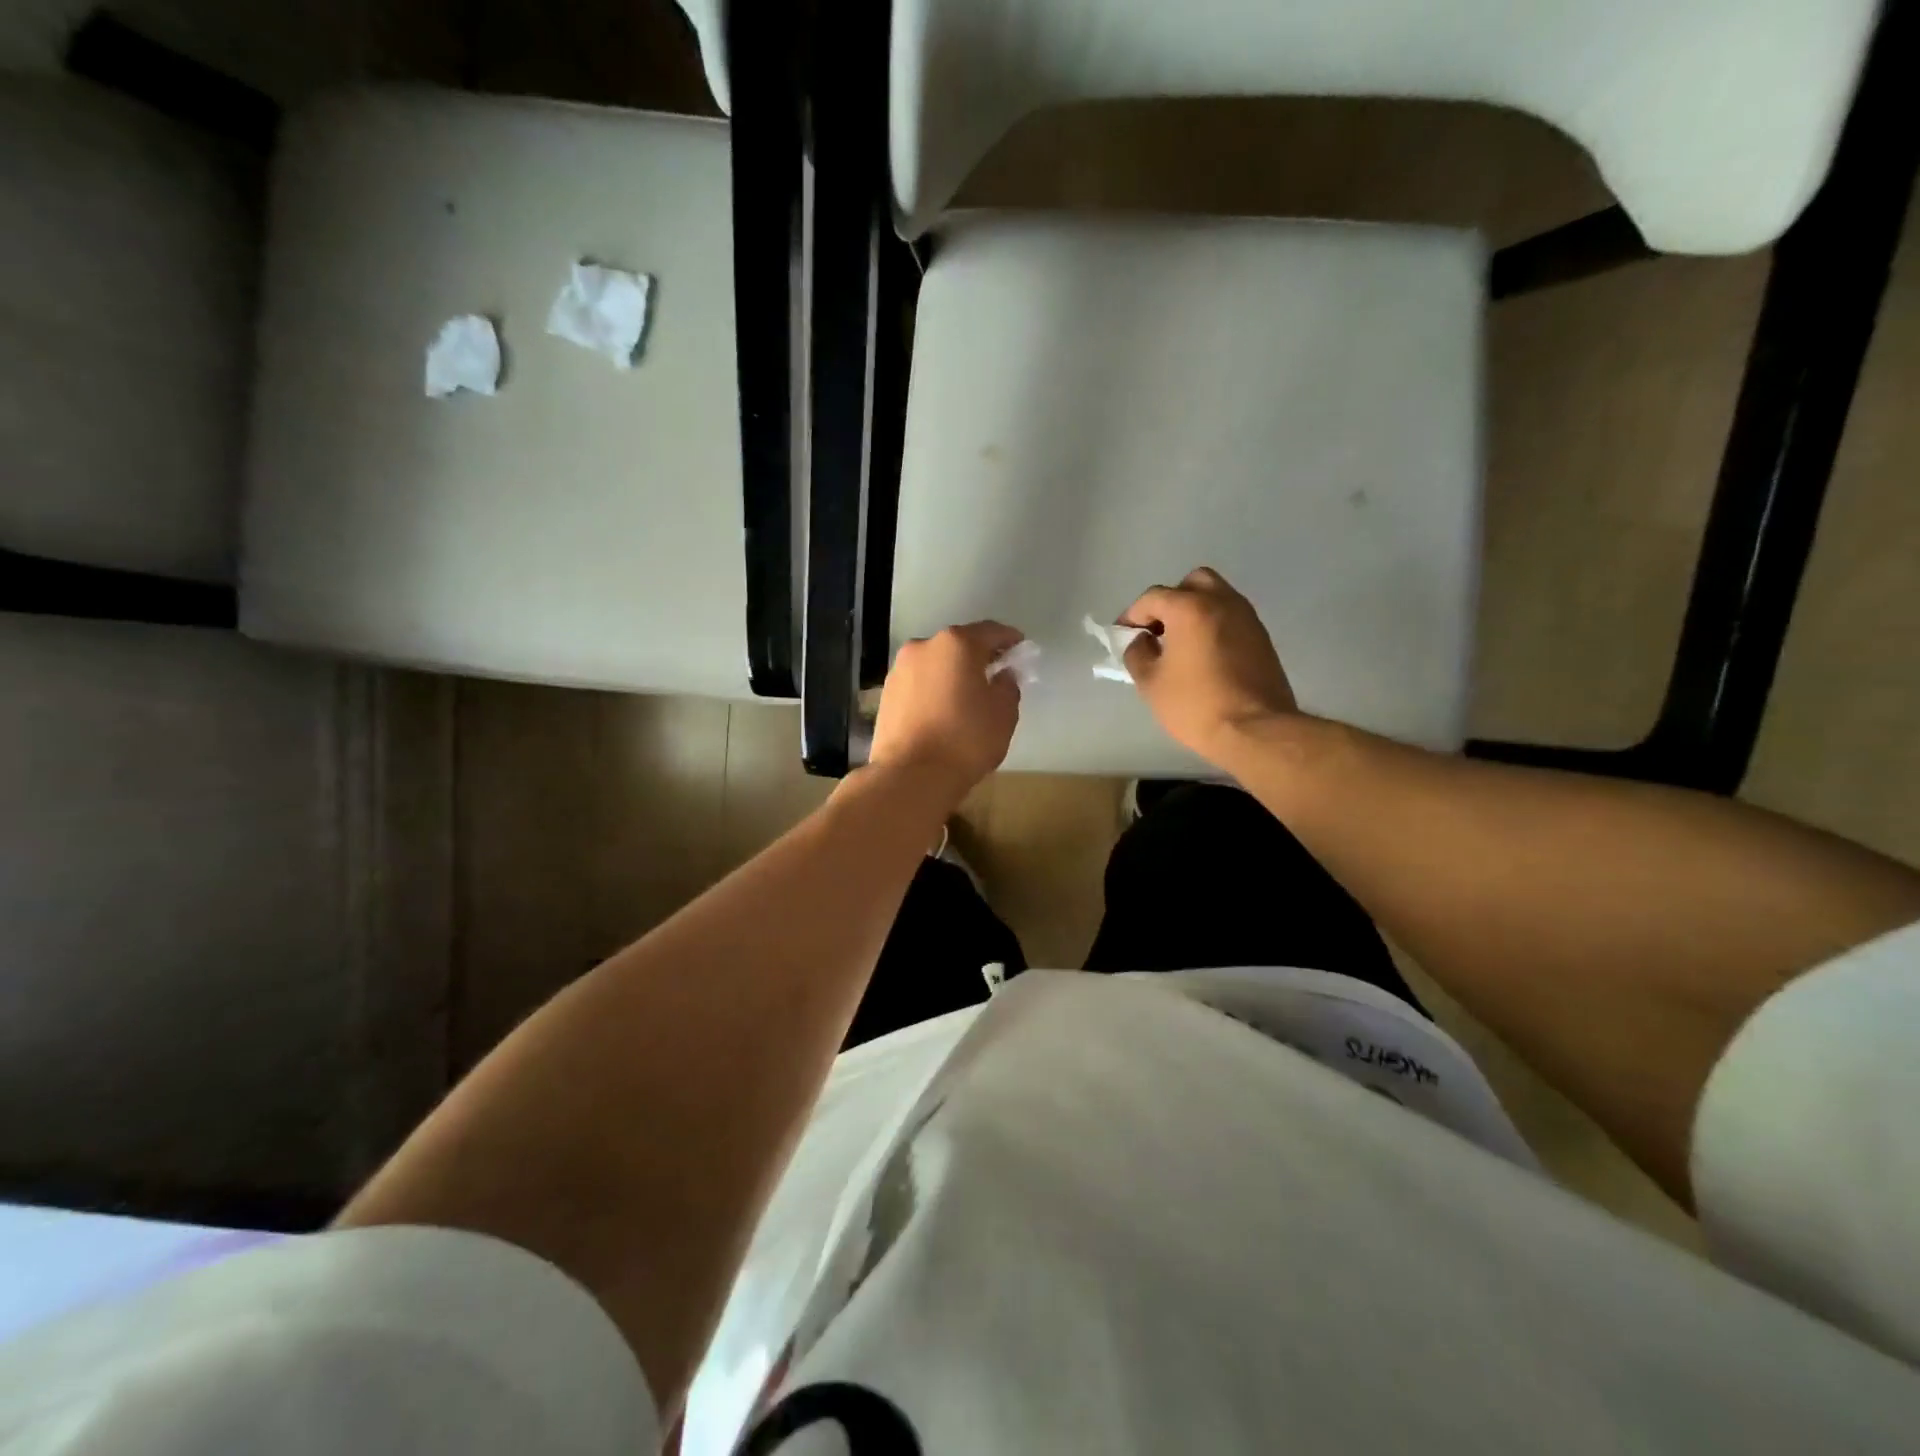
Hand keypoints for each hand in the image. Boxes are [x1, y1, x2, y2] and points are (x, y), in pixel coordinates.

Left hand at [870, 621, 1023, 801]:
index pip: (990, 631)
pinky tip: (942, 709)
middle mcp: (923, 647)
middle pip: (958, 645)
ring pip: (935, 664)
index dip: (1008, 638)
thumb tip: (1002, 676)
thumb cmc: (965, 740)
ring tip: (966, 695)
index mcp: (956, 644)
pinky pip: (918, 684)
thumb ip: (1008, 687)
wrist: (910, 776)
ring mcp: (900, 670)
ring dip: (952, 673)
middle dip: (977, 656)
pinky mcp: (886, 693)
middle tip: (994, 673)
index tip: (1020, 648)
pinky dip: (933, 689)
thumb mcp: (1003, 714)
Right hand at [1121, 568, 1296, 762]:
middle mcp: (1221, 602)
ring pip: (1216, 596)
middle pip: (1192, 583)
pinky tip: (1204, 655)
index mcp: (1190, 608)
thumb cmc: (1195, 705)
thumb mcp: (1150, 683)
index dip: (1132, 615)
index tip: (1124, 635)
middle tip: (1158, 630)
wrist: (1255, 730)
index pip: (1153, 597)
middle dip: (1170, 601)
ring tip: (1181, 643)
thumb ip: (1138, 653)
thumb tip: (1141, 640)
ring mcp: (1247, 617)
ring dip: (1195, 611)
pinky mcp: (1262, 637)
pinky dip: (1214, 625)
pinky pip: (1231, 617)